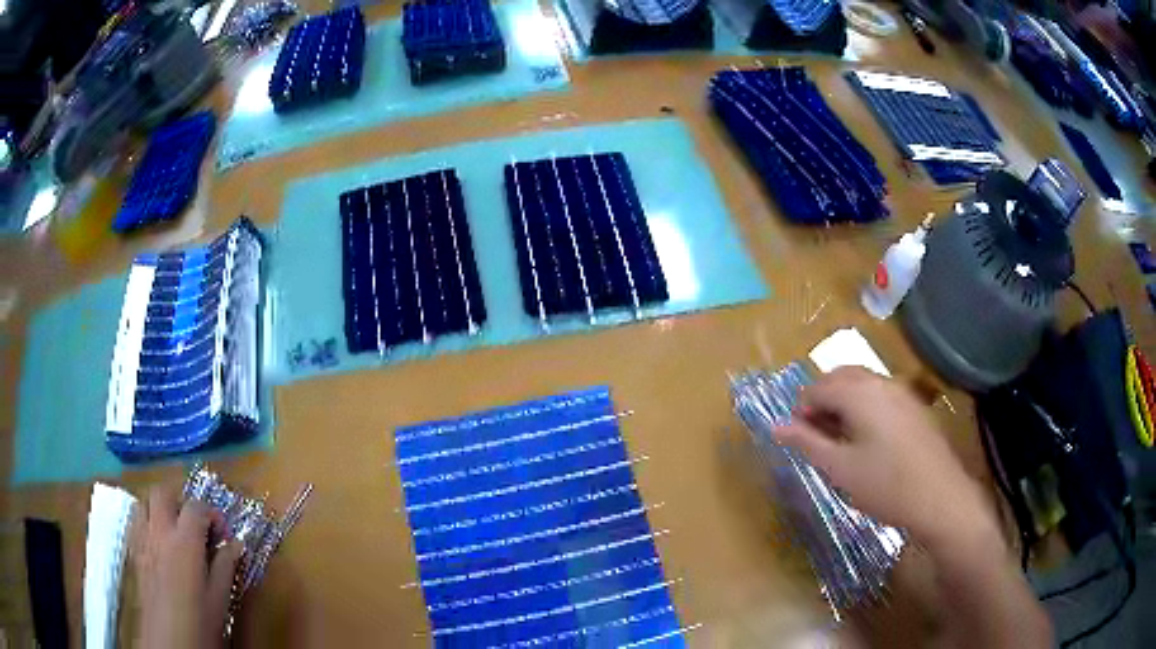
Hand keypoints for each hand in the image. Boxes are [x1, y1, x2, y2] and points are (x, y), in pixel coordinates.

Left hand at [135, 484, 243, 648]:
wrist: (169, 640)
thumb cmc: (199, 621)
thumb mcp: (219, 598)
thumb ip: (225, 566)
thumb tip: (236, 545)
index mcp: (184, 541)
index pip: (196, 507)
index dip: (212, 513)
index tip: (223, 532)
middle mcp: (160, 531)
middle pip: (163, 493)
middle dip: (180, 500)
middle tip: (196, 523)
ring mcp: (143, 539)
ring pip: (144, 502)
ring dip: (159, 507)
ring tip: (174, 528)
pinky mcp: (134, 551)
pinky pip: (135, 521)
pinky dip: (147, 521)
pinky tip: (158, 541)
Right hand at [775, 367, 995, 545]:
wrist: (940, 497)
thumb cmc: (884, 485)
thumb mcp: (839, 468)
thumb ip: (806, 442)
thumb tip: (776, 426)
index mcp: (859, 392)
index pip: (817, 387)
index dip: (801, 410)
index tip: (798, 439)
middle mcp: (881, 382)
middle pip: (840, 378)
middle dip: (822, 402)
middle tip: (816, 438)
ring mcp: (902, 392)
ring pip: (862, 385)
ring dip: (843, 404)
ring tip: (839, 442)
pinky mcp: (915, 406)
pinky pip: (880, 395)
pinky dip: (864, 408)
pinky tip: (868, 441)